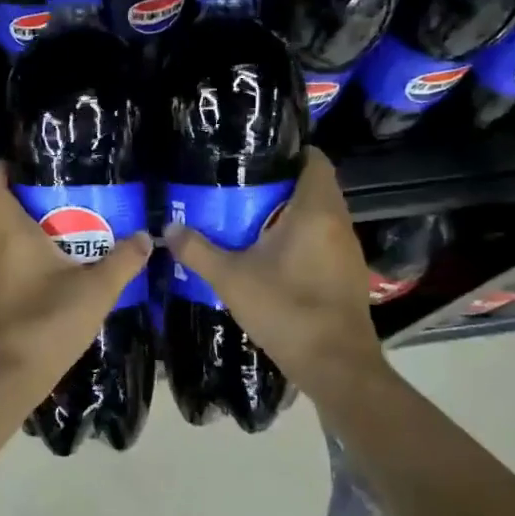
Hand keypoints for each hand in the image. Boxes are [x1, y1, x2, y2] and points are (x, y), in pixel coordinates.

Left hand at [0, 162, 154, 406]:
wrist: (3, 381)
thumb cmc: (46, 324)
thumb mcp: (95, 291)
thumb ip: (122, 261)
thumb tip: (145, 236)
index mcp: (10, 235)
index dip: (0, 170)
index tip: (21, 163)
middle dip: (26, 202)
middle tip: (63, 200)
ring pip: (3, 245)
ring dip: (28, 237)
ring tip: (67, 237)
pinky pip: (7, 272)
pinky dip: (26, 266)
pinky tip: (55, 280)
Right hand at [161, 148, 383, 393]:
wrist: (336, 366)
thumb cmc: (286, 310)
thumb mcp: (231, 279)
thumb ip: (198, 250)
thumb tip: (168, 227)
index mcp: (316, 210)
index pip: (314, 158)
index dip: (287, 150)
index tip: (253, 155)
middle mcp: (338, 222)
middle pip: (313, 186)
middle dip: (277, 184)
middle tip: (237, 187)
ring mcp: (346, 250)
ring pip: (317, 215)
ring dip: (287, 214)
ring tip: (247, 218)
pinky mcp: (347, 273)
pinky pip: (321, 240)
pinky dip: (298, 238)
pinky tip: (269, 255)